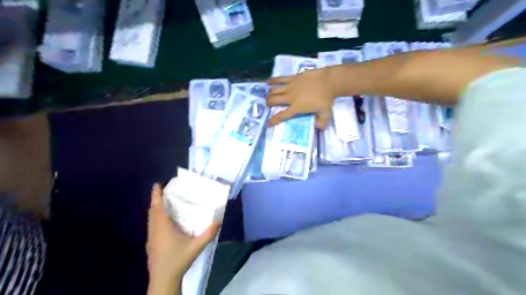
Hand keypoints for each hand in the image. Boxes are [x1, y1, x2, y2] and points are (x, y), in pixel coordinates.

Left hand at [145, 183, 220, 293]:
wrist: (163, 279)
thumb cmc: (178, 260)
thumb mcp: (197, 246)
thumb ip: (209, 233)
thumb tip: (219, 219)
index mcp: (163, 227)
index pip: (158, 207)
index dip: (156, 195)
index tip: (157, 184)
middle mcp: (154, 230)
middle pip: (152, 211)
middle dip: (156, 200)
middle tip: (163, 191)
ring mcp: (150, 238)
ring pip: (150, 219)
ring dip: (155, 209)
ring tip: (163, 202)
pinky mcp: (150, 244)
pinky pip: (151, 225)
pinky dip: (155, 218)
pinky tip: (163, 221)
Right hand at [268, 68, 345, 129]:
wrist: (329, 81)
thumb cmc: (327, 98)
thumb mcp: (326, 114)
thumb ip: (321, 122)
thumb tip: (318, 127)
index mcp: (297, 107)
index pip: (281, 115)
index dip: (273, 120)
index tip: (268, 124)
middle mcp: (290, 97)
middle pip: (274, 100)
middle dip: (268, 103)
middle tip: (269, 105)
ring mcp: (291, 86)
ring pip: (275, 90)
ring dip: (270, 94)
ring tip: (269, 95)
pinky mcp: (293, 77)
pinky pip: (280, 78)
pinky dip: (273, 80)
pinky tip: (268, 82)